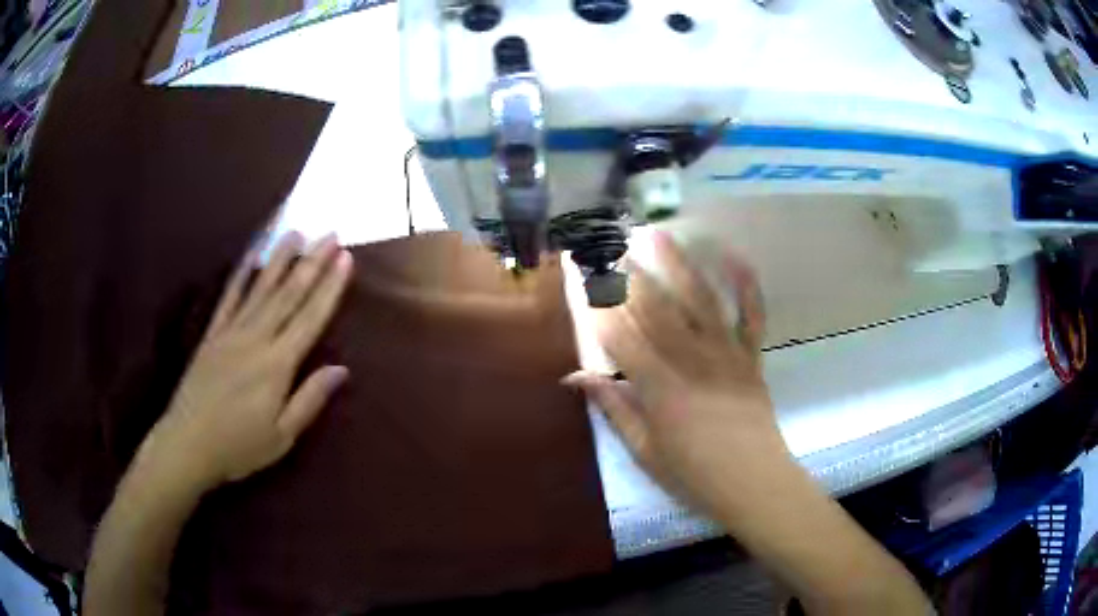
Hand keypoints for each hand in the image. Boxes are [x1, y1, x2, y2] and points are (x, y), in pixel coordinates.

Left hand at [137, 232, 352, 493]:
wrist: (187, 444)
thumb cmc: (239, 447)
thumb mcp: (282, 436)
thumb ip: (310, 399)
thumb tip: (342, 369)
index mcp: (276, 365)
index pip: (310, 318)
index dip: (329, 287)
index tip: (345, 257)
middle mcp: (255, 339)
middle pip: (288, 294)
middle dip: (312, 262)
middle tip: (330, 233)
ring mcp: (230, 332)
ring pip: (260, 288)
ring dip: (279, 258)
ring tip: (296, 233)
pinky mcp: (212, 334)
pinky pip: (228, 297)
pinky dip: (241, 274)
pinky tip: (251, 257)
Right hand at [565, 231, 785, 516]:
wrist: (754, 483)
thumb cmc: (694, 475)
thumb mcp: (645, 450)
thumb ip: (613, 408)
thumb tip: (575, 377)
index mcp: (659, 389)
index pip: (621, 338)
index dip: (599, 307)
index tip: (583, 280)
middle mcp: (692, 362)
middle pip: (657, 310)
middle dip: (631, 275)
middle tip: (611, 245)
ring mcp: (726, 355)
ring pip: (700, 301)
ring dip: (679, 265)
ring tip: (659, 234)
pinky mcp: (752, 357)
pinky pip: (751, 316)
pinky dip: (746, 286)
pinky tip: (734, 257)